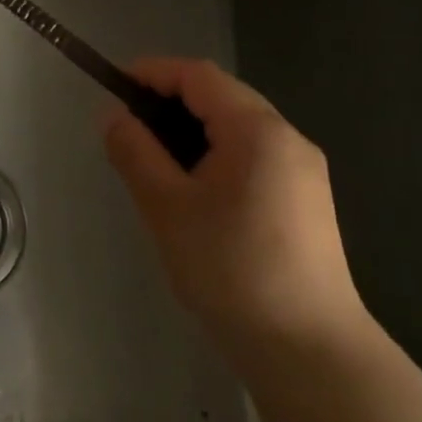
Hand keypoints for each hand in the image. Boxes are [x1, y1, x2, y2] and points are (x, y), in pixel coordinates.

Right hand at [103, 58, 368, 365]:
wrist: (307, 349)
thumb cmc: (230, 269)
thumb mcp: (167, 207)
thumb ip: (135, 152)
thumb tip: (114, 116)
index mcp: (258, 131)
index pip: (199, 76)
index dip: (153, 71)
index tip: (113, 85)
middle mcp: (289, 139)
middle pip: (222, 97)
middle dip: (171, 100)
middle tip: (128, 127)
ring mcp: (303, 171)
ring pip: (238, 128)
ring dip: (192, 129)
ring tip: (153, 159)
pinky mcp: (306, 201)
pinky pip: (253, 156)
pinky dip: (216, 154)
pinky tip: (194, 190)